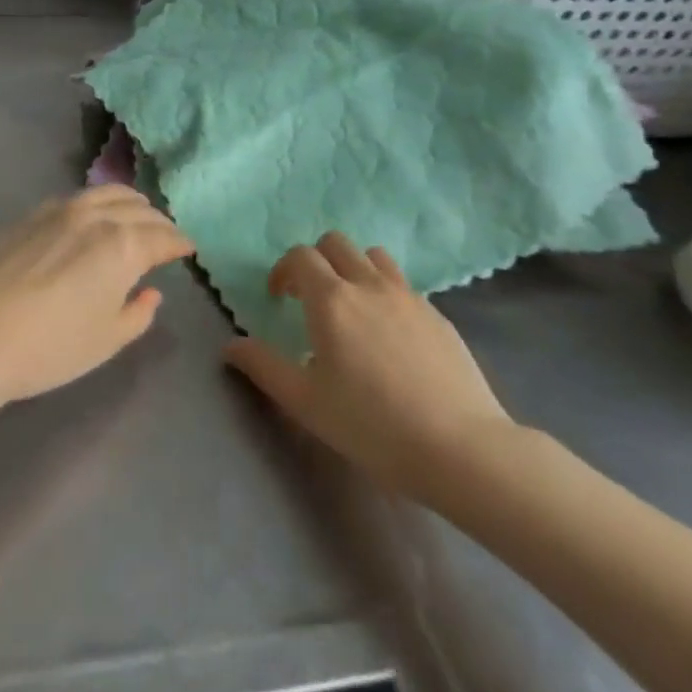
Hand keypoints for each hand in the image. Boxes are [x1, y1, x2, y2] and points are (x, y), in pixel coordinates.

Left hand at [0, 186, 192, 402]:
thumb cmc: (52, 346)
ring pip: (106, 193)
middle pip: (138, 209)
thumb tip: (150, 292)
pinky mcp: (31, 214)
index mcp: (123, 245)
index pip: (162, 237)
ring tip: (135, 213)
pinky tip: (91, 216)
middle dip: (158, 221)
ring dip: (129, 202)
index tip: (188, 248)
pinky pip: (76, 198)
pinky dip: (96, 202)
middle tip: (165, 235)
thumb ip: (138, 313)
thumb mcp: (107, 340)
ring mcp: (60, 209)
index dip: (179, 243)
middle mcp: (96, 216)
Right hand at [223, 232, 514, 507]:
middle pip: (336, 243)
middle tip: (311, 299)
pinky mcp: (438, 314)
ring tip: (352, 307)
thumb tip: (231, 345)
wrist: (461, 448)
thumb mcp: (306, 402)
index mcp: (331, 299)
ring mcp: (407, 296)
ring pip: (372, 256)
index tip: (280, 298)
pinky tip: (390, 334)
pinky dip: (385, 291)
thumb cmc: (372, 425)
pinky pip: (402, 284)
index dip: (283, 270)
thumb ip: (264, 367)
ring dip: (353, 268)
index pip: (300, 256)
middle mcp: (368, 284)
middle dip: (317, 261)